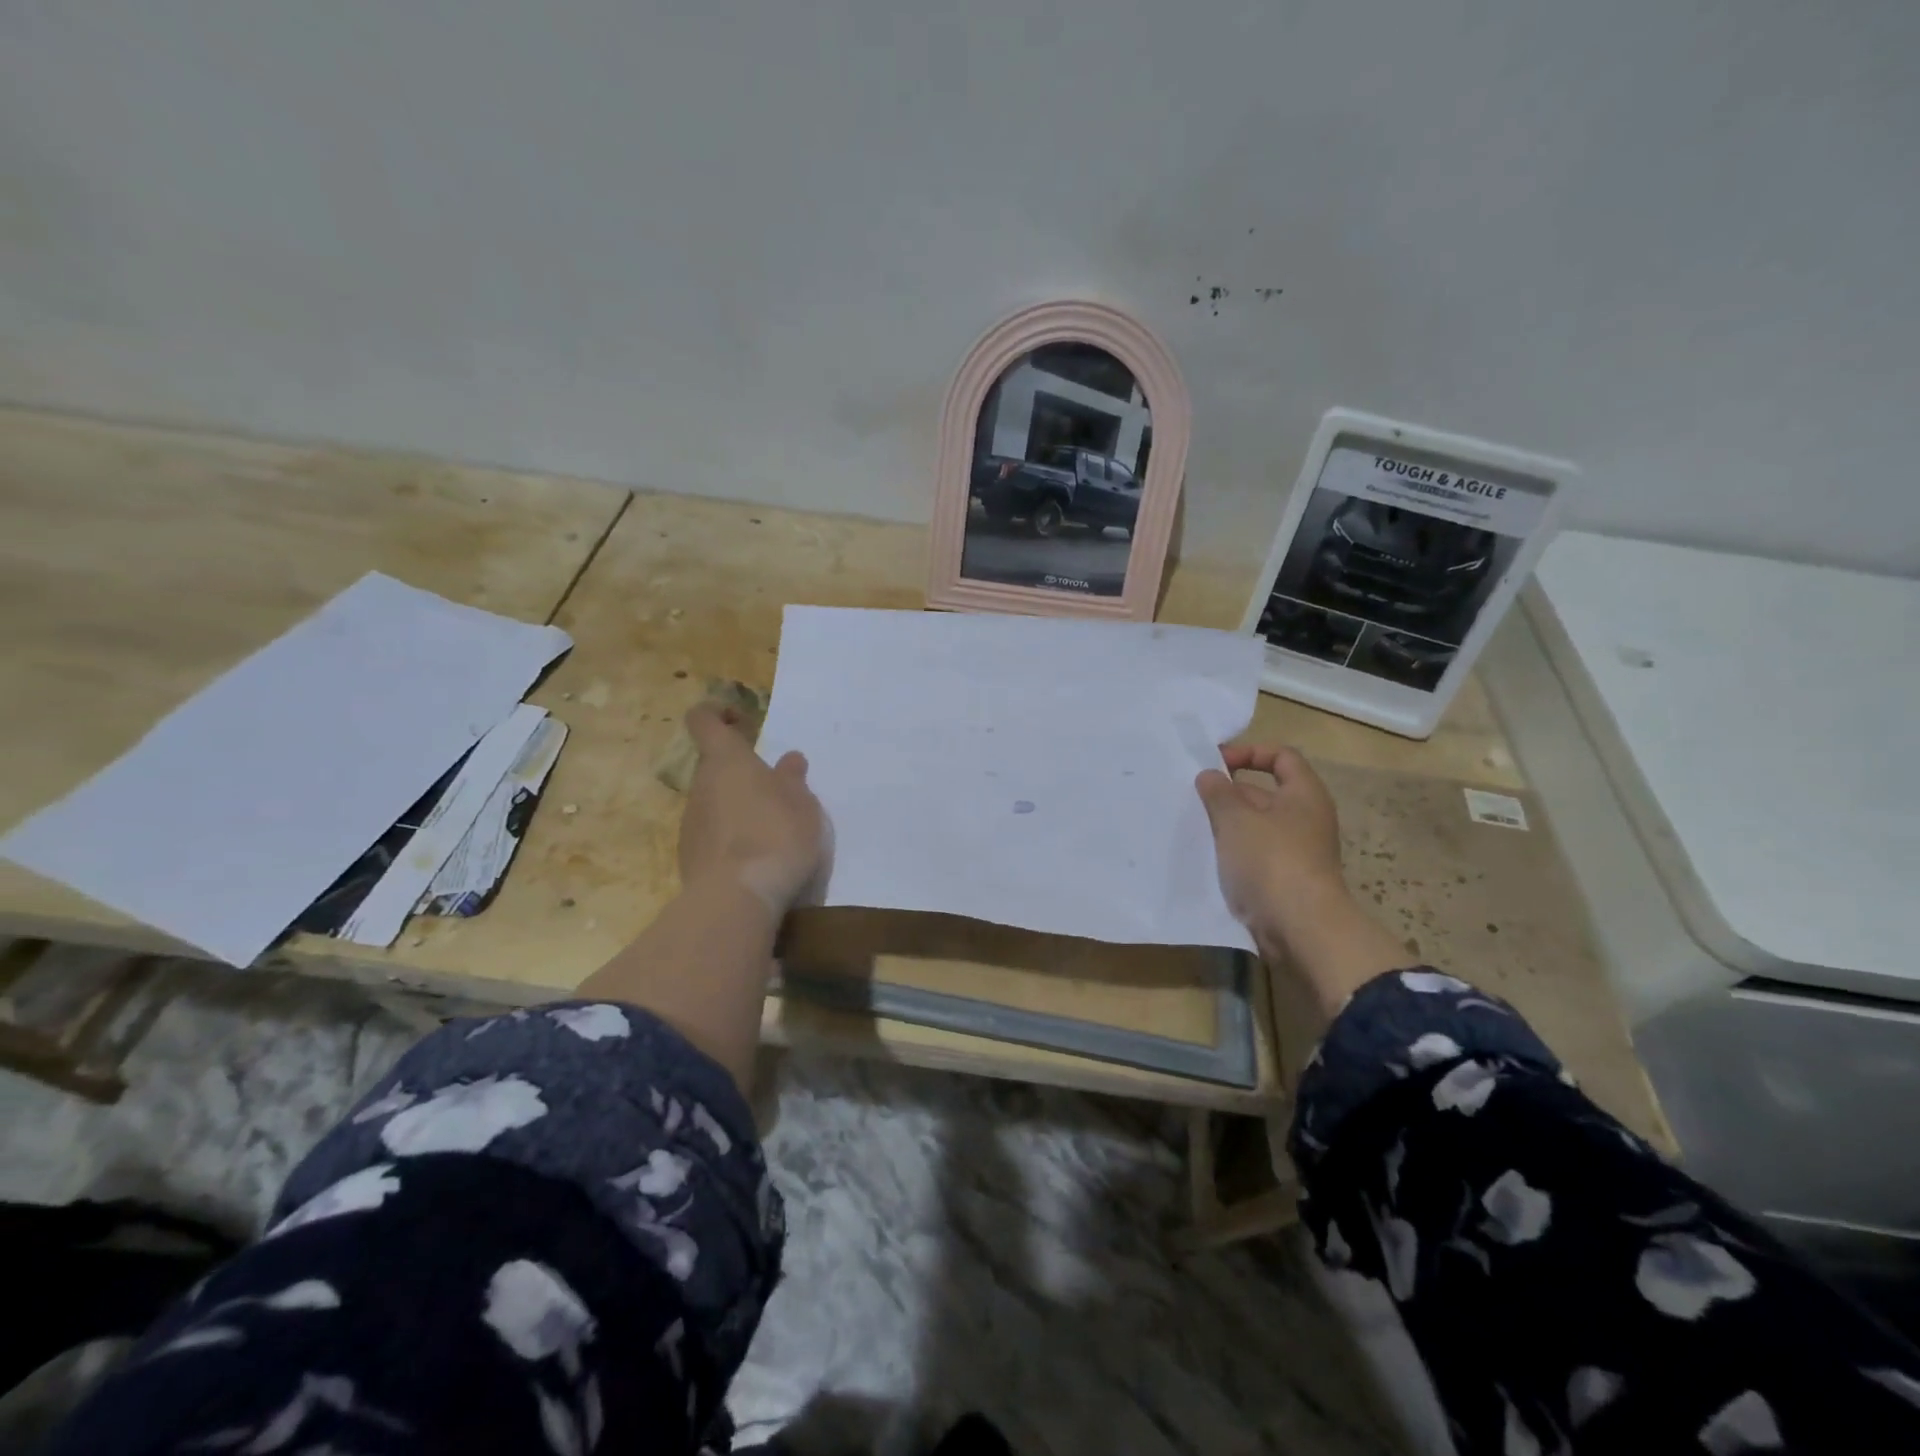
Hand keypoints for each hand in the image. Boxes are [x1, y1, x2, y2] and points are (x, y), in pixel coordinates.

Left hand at [679, 703, 829, 914]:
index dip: (716, 713)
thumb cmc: (777, 836)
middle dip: (741, 772)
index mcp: (727, 761)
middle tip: (775, 790)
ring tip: (771, 829)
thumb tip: (789, 760)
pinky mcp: (689, 855)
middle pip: (714, 766)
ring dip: (737, 806)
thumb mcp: (802, 805)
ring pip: (714, 801)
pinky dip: (730, 837)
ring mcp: (691, 821)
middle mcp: (702, 785)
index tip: (740, 720)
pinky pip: (712, 834)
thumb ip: (792, 780)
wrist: (737, 898)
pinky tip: (755, 858)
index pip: (703, 720)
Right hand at [1195, 743, 1349, 943]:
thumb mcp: (1236, 819)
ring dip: (1226, 824)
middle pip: (1264, 792)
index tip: (1216, 763)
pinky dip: (1232, 851)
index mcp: (1303, 795)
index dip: (1249, 752)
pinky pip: (1254, 854)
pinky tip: (1206, 855)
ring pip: (1255, 826)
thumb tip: (1210, 775)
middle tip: (1193, 797)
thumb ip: (1219, 792)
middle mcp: (1304, 819)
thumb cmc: (1272, 860)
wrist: (1301, 927)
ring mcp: (1296, 851)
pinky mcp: (1283, 879)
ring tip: (1193, 825)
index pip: (1281, 756)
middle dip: (1228, 792)